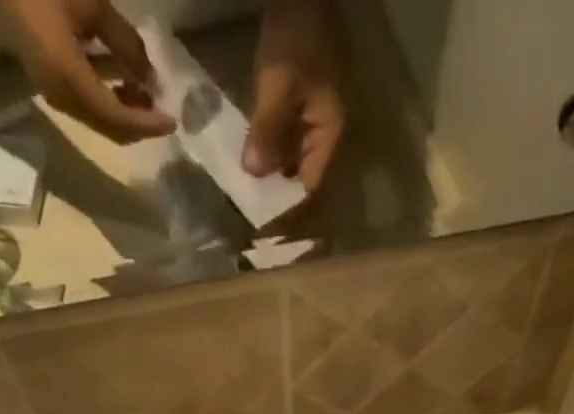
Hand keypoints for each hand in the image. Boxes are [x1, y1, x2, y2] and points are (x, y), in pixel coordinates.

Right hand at [0, 0, 175, 142]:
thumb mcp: (90, 5)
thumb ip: (124, 42)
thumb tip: (151, 76)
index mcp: (71, 81)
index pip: (119, 119)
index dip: (148, 123)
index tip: (173, 120)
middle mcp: (63, 98)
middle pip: (111, 127)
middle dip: (140, 121)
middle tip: (163, 105)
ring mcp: (54, 92)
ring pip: (100, 117)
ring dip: (126, 108)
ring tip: (148, 88)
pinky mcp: (50, 81)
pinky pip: (87, 101)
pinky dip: (110, 95)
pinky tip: (123, 76)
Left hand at [244, 0, 344, 191]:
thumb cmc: (295, 35)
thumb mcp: (277, 87)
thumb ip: (267, 133)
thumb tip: (253, 175)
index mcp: (329, 134)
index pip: (310, 185)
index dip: (287, 203)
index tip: (262, 217)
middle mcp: (324, 132)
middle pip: (300, 174)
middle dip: (275, 188)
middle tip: (246, 204)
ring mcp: (312, 117)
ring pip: (290, 157)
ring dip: (269, 168)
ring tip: (243, 184)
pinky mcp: (298, 102)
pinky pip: (283, 136)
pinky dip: (267, 146)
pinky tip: (248, 152)